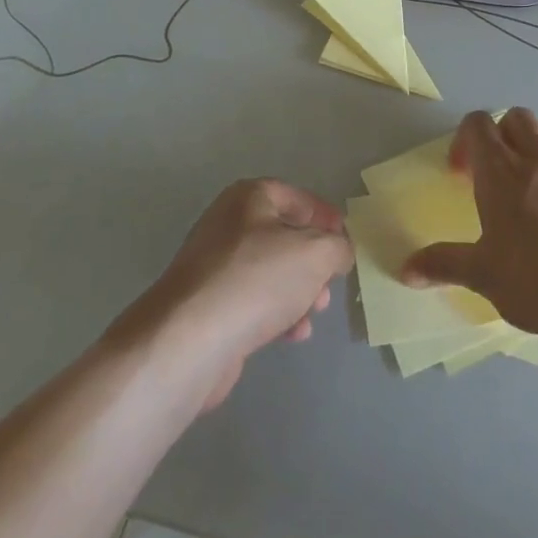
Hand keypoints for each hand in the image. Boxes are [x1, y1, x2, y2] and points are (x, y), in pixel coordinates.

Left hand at [122, 179, 352, 411]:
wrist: (191, 339)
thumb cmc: (257, 279)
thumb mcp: (316, 253)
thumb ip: (337, 247)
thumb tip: (339, 250)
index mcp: (249, 198)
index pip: (295, 197)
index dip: (324, 216)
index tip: (345, 238)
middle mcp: (228, 224)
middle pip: (283, 236)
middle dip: (313, 261)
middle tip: (330, 283)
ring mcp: (214, 266)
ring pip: (269, 272)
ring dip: (298, 291)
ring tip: (315, 313)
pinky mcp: (208, 306)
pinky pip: (252, 301)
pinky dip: (276, 314)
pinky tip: (293, 335)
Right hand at [401, 109, 537, 341]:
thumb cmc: (531, 281)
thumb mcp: (480, 274)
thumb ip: (442, 264)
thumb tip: (407, 270)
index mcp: (501, 170)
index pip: (478, 124)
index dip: (465, 140)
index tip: (461, 173)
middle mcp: (537, 159)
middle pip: (517, 117)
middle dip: (500, 133)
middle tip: (493, 170)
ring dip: (535, 143)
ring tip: (528, 178)